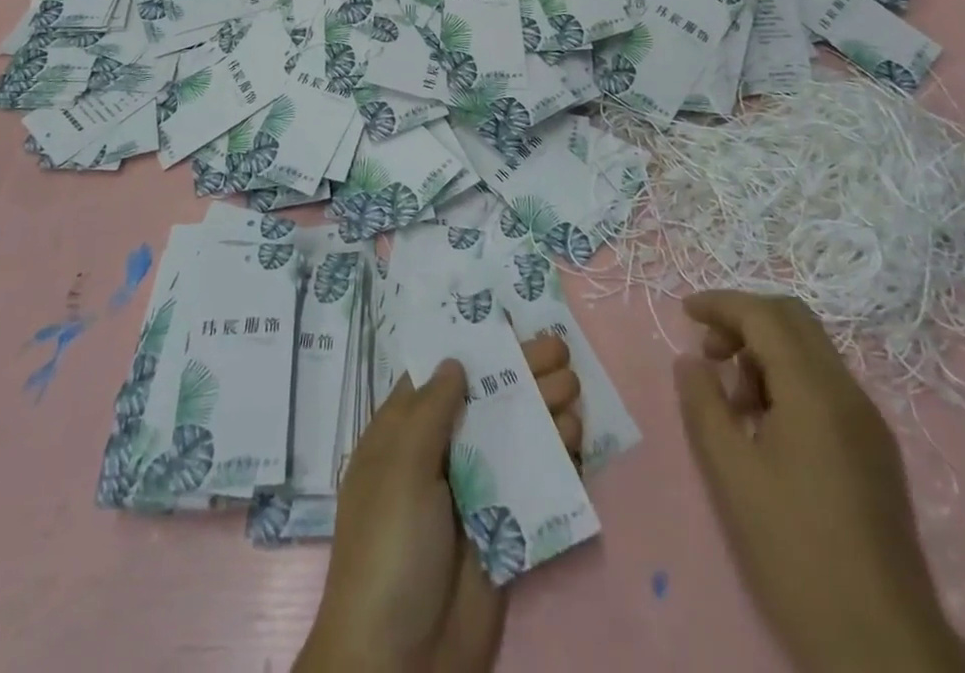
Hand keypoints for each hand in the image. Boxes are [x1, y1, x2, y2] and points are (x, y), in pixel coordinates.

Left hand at [297, 336, 580, 672]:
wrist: (401, 664)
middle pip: (485, 403)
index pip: (439, 379)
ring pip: (512, 439)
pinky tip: (575, 439)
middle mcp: (438, 458)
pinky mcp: (502, 532)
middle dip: (522, 374)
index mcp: (402, 437)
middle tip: (562, 351)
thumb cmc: (389, 548)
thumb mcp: (400, 468)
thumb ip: (430, 411)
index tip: (510, 325)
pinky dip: (554, 460)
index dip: (474, 350)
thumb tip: (453, 360)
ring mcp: (472, 494)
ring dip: (544, 411)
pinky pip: (531, 485)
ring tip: (574, 389)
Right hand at [674, 293, 964, 672]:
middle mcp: (848, 392)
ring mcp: (868, 422)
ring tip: (733, 404)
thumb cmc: (794, 550)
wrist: (882, 645)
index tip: (685, 312)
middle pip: (794, 321)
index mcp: (815, 390)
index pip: (764, 315)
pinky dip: (788, 383)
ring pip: (811, 353)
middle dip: (745, 321)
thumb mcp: (731, 473)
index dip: (721, 304)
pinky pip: (826, 387)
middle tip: (709, 353)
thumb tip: (692, 360)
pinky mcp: (876, 452)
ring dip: (765, 354)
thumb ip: (704, 404)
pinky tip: (766, 429)